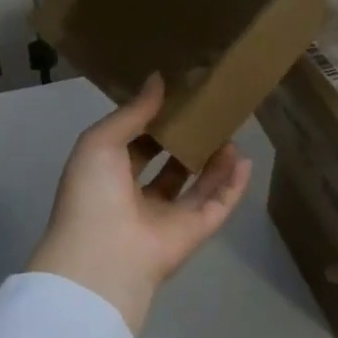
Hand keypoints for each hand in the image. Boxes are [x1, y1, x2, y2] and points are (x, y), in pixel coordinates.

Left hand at [28, 74, 252, 335]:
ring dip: (212, 160)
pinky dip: (232, 185)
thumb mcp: (100, 142)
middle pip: (168, 165)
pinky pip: (217, 205)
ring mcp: (166, 218)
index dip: (153, 122)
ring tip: (229, 131)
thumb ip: (132, 112)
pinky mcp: (193, 233)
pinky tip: (244, 159)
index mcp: (108, 177)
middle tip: (207, 113)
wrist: (103, 258)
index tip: (175, 96)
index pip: (135, 145)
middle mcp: (137, 198)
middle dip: (185, 141)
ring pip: (196, 185)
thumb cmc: (92, 194)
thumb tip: (157, 79)